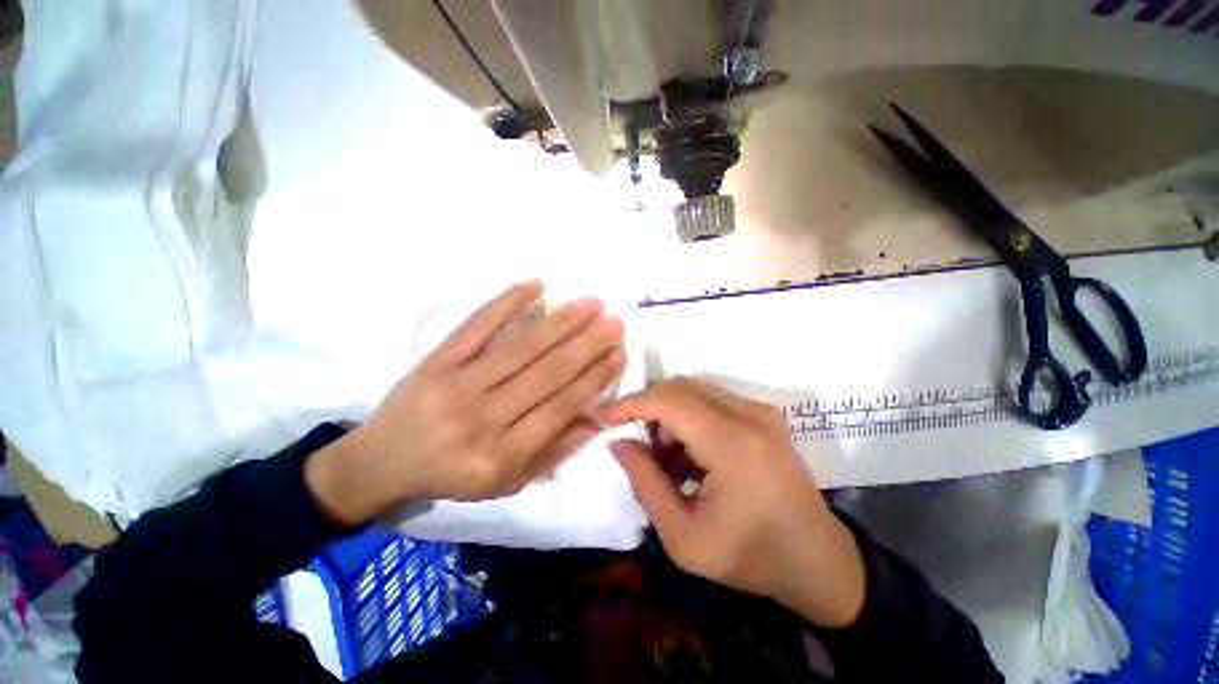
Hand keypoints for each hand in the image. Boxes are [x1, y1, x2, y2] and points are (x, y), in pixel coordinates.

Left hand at [306, 280, 625, 524]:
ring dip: (561, 322)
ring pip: (521, 347)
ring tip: (591, 304)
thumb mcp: (506, 483)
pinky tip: (535, 285)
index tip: (618, 353)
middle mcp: (483, 418)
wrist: (382, 462)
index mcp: (502, 455)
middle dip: (588, 344)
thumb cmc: (452, 475)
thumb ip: (552, 452)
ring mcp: (457, 384)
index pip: (561, 406)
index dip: (595, 378)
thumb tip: (594, 419)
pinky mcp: (436, 359)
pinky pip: (476, 325)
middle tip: (615, 322)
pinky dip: (506, 302)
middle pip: (548, 373)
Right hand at [600, 378, 865, 627]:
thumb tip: (618, 442)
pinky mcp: (764, 414)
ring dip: (669, 414)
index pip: (668, 400)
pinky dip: (689, 417)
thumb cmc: (751, 558)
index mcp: (732, 444)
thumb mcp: (683, 536)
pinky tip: (692, 454)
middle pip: (679, 387)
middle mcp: (749, 415)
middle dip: (648, 409)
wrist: (819, 562)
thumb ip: (644, 482)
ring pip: (694, 390)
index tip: (605, 418)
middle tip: (640, 446)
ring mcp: (760, 410)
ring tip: (669, 459)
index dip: (630, 403)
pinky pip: (711, 399)